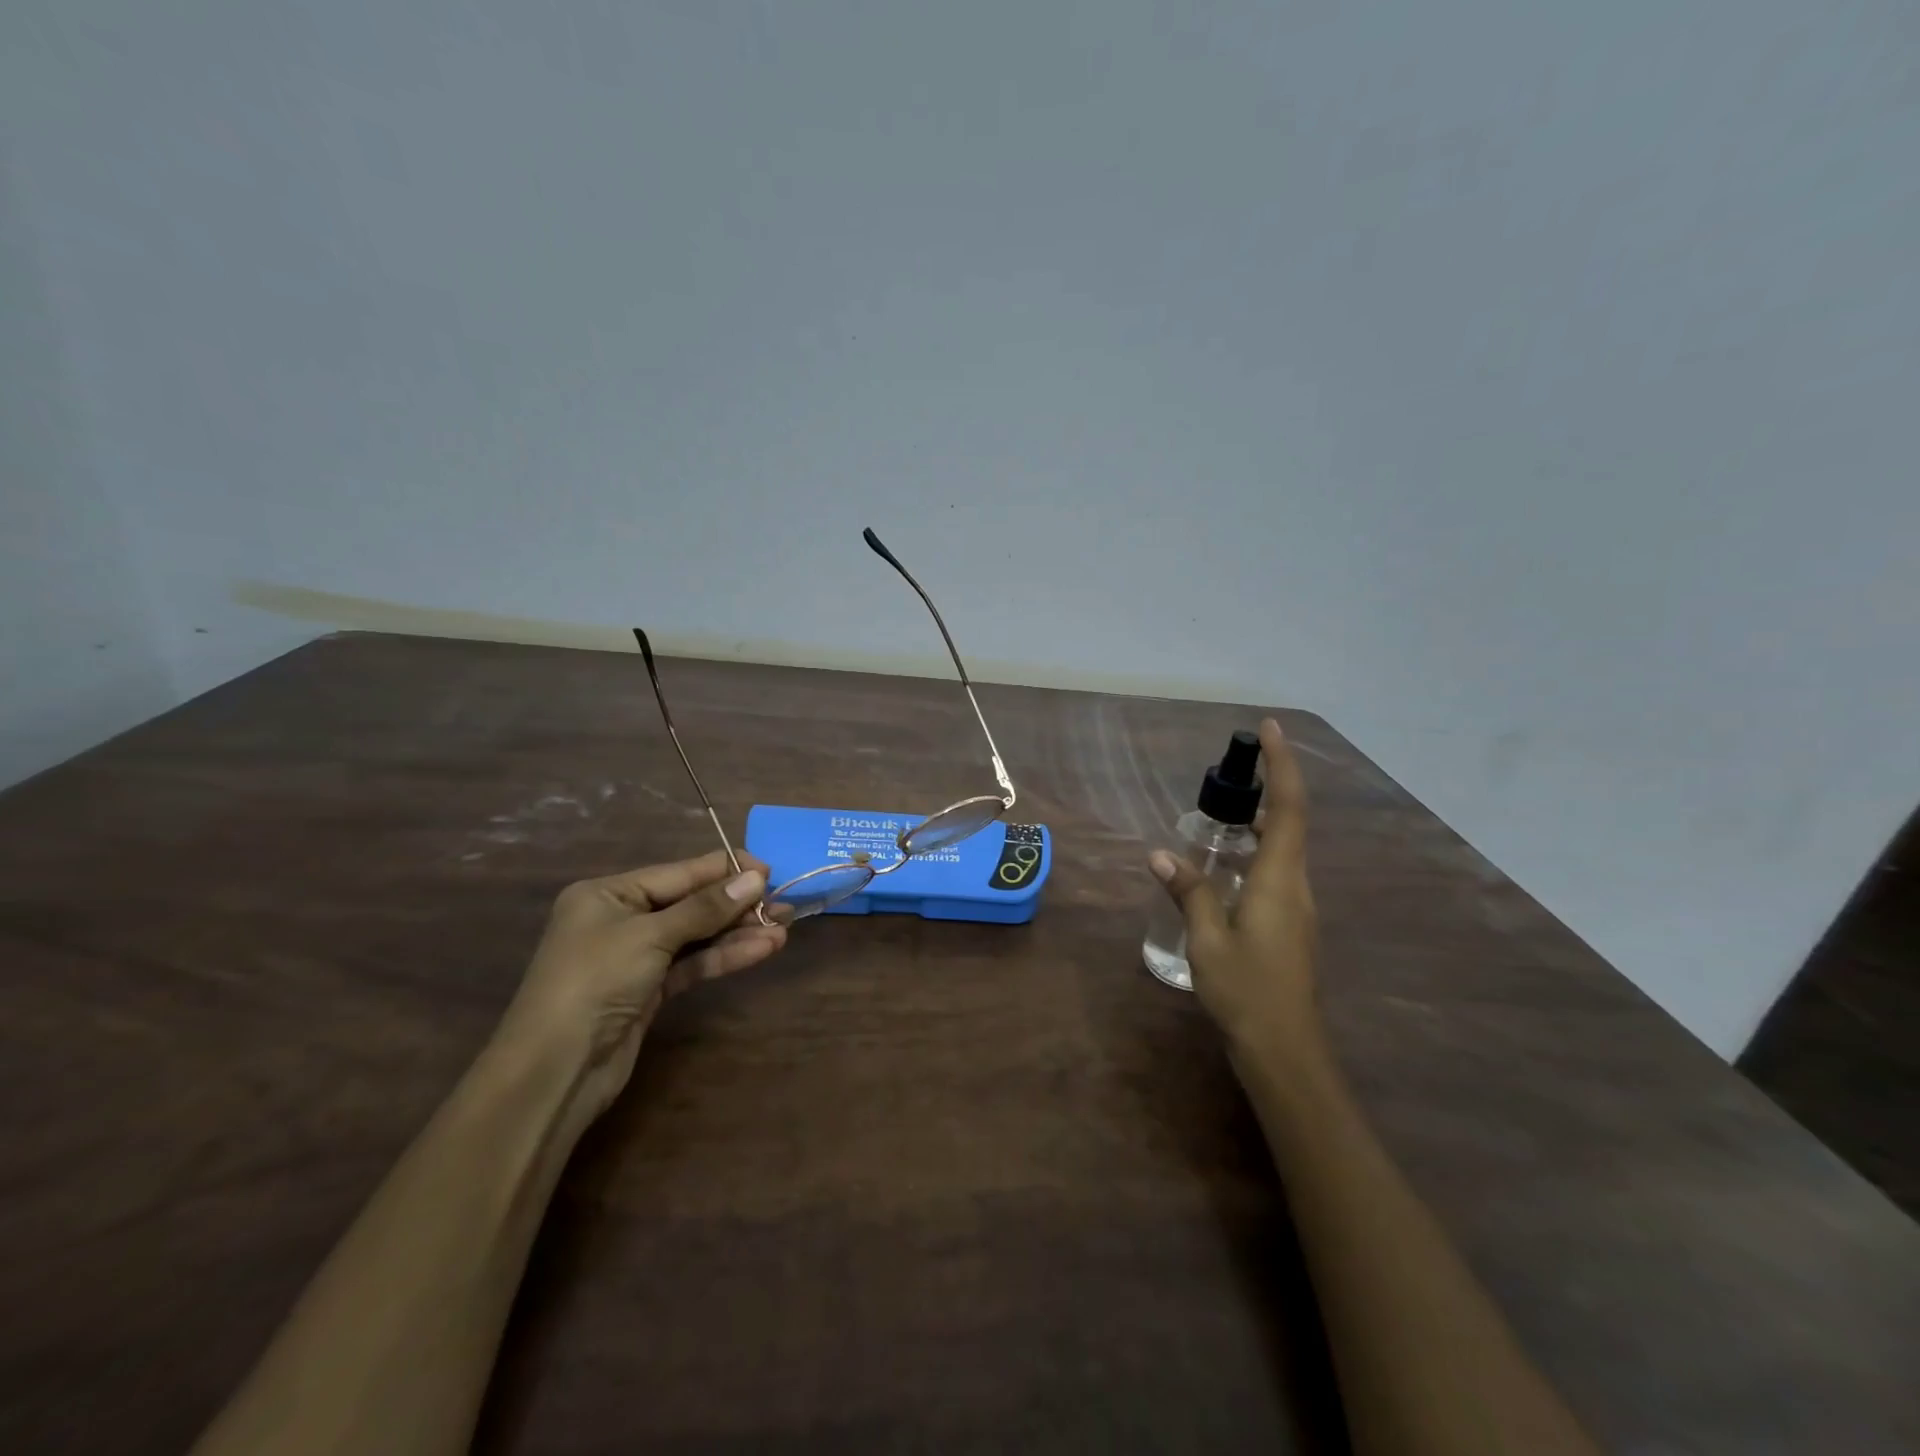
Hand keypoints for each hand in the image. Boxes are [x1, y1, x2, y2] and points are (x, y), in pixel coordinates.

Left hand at [499, 851, 786, 1115]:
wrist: (555, 1070)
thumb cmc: (595, 982)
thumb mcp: (651, 936)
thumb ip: (706, 907)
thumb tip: (756, 877)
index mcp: (609, 893)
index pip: (679, 873)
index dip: (725, 870)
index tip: (769, 868)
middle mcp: (622, 918)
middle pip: (691, 904)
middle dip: (737, 904)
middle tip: (784, 903)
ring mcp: (636, 956)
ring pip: (697, 935)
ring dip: (738, 932)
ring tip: (783, 927)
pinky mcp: (650, 989)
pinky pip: (693, 963)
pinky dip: (725, 957)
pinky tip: (762, 950)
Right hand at [1150, 718, 1319, 1058]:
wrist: (1285, 1050)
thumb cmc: (1247, 991)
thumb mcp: (1208, 939)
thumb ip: (1189, 892)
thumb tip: (1161, 854)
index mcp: (1280, 880)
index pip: (1288, 808)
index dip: (1282, 765)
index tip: (1270, 729)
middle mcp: (1295, 885)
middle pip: (1289, 822)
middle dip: (1265, 788)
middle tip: (1227, 775)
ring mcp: (1296, 906)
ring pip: (1282, 849)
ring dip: (1257, 823)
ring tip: (1216, 818)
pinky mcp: (1289, 924)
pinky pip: (1274, 871)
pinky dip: (1252, 853)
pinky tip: (1222, 868)